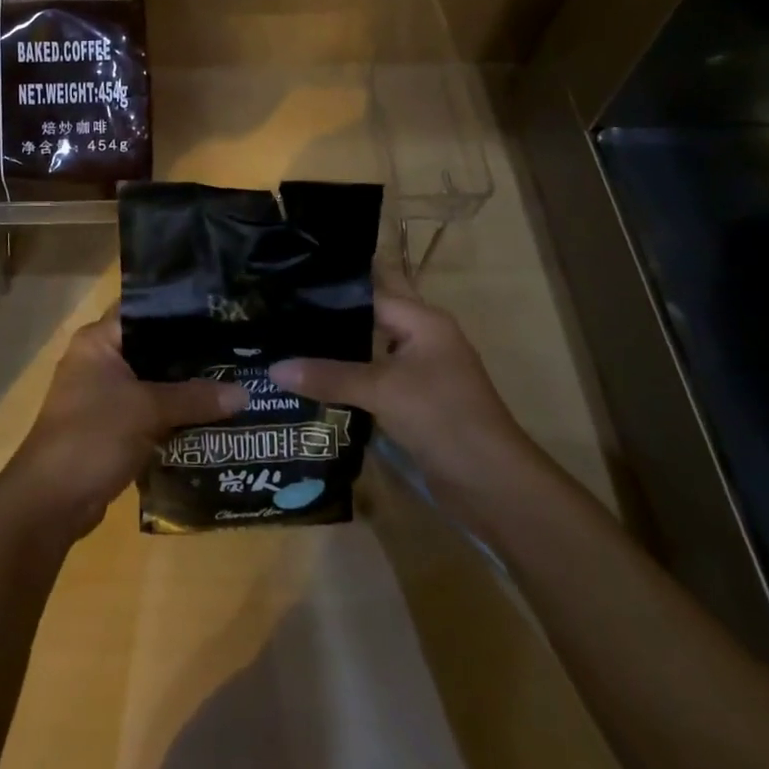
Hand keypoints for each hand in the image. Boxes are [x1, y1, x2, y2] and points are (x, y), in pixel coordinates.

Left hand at [5, 309, 246, 539]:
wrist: (50, 501)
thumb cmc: (93, 436)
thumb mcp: (148, 410)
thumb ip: (194, 398)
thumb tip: (244, 392)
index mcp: (99, 340)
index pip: (144, 309)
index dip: (180, 310)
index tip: (219, 313)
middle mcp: (99, 360)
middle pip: (152, 348)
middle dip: (190, 354)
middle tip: (235, 350)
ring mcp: (103, 395)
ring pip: (152, 382)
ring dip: (184, 389)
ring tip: (232, 382)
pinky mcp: (110, 427)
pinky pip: (149, 411)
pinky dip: (173, 415)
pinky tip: (210, 418)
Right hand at [268, 276, 534, 504]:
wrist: (494, 485)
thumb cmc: (443, 418)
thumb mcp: (382, 391)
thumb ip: (329, 376)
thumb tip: (273, 368)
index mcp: (423, 320)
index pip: (368, 289)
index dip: (330, 287)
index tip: (288, 283)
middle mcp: (423, 337)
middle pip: (370, 316)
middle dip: (331, 316)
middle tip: (282, 311)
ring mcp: (422, 370)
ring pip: (370, 348)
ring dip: (338, 347)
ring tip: (289, 340)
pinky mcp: (416, 400)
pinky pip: (375, 376)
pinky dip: (349, 375)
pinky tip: (315, 379)